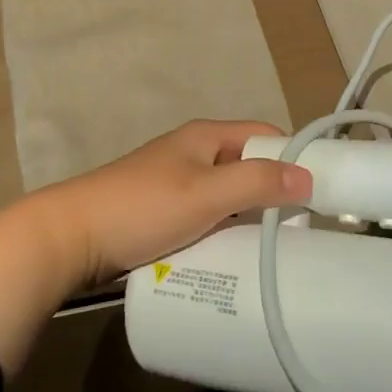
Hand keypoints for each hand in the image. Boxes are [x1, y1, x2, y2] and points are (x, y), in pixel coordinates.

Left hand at [26, 119, 312, 285]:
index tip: (320, 192)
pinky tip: (235, 256)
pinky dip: (224, 228)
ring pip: (227, 193)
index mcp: (205, 136)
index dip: (293, 156)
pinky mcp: (161, 211)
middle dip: (273, 191)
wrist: (71, 236)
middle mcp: (193, 152)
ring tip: (274, 247)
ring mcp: (175, 182)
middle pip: (247, 165)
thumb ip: (257, 183)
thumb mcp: (206, 194)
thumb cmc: (142, 207)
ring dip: (249, 214)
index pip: (264, 135)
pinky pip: (207, 215)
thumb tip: (308, 176)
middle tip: (299, 229)